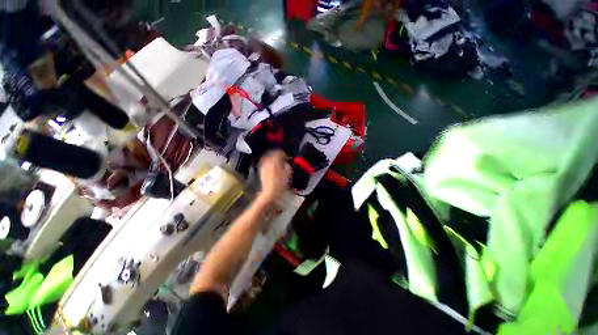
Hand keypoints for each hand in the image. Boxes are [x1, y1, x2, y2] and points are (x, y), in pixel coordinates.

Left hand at [258, 150, 291, 202]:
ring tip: (276, 161)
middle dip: (276, 154)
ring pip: (267, 157)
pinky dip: (269, 162)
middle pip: (271, 153)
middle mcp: (267, 162)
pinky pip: (265, 162)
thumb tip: (286, 163)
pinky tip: (272, 166)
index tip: (286, 156)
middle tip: (281, 157)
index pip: (278, 153)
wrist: (269, 192)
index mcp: (274, 162)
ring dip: (272, 157)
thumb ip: (287, 166)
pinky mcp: (261, 170)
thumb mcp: (287, 174)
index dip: (283, 153)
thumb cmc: (280, 184)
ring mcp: (263, 166)